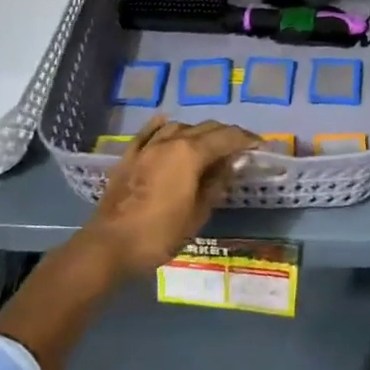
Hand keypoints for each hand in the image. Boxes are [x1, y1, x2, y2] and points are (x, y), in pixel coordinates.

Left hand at [85, 117, 259, 275]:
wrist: (109, 245)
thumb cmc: (159, 234)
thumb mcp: (197, 214)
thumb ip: (216, 184)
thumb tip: (232, 164)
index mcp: (191, 154)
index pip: (227, 137)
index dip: (247, 139)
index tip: (260, 144)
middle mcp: (170, 141)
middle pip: (205, 128)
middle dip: (226, 134)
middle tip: (241, 147)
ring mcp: (147, 147)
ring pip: (179, 127)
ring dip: (198, 131)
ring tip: (209, 143)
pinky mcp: (129, 156)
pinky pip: (149, 132)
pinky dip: (163, 126)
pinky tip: (168, 124)